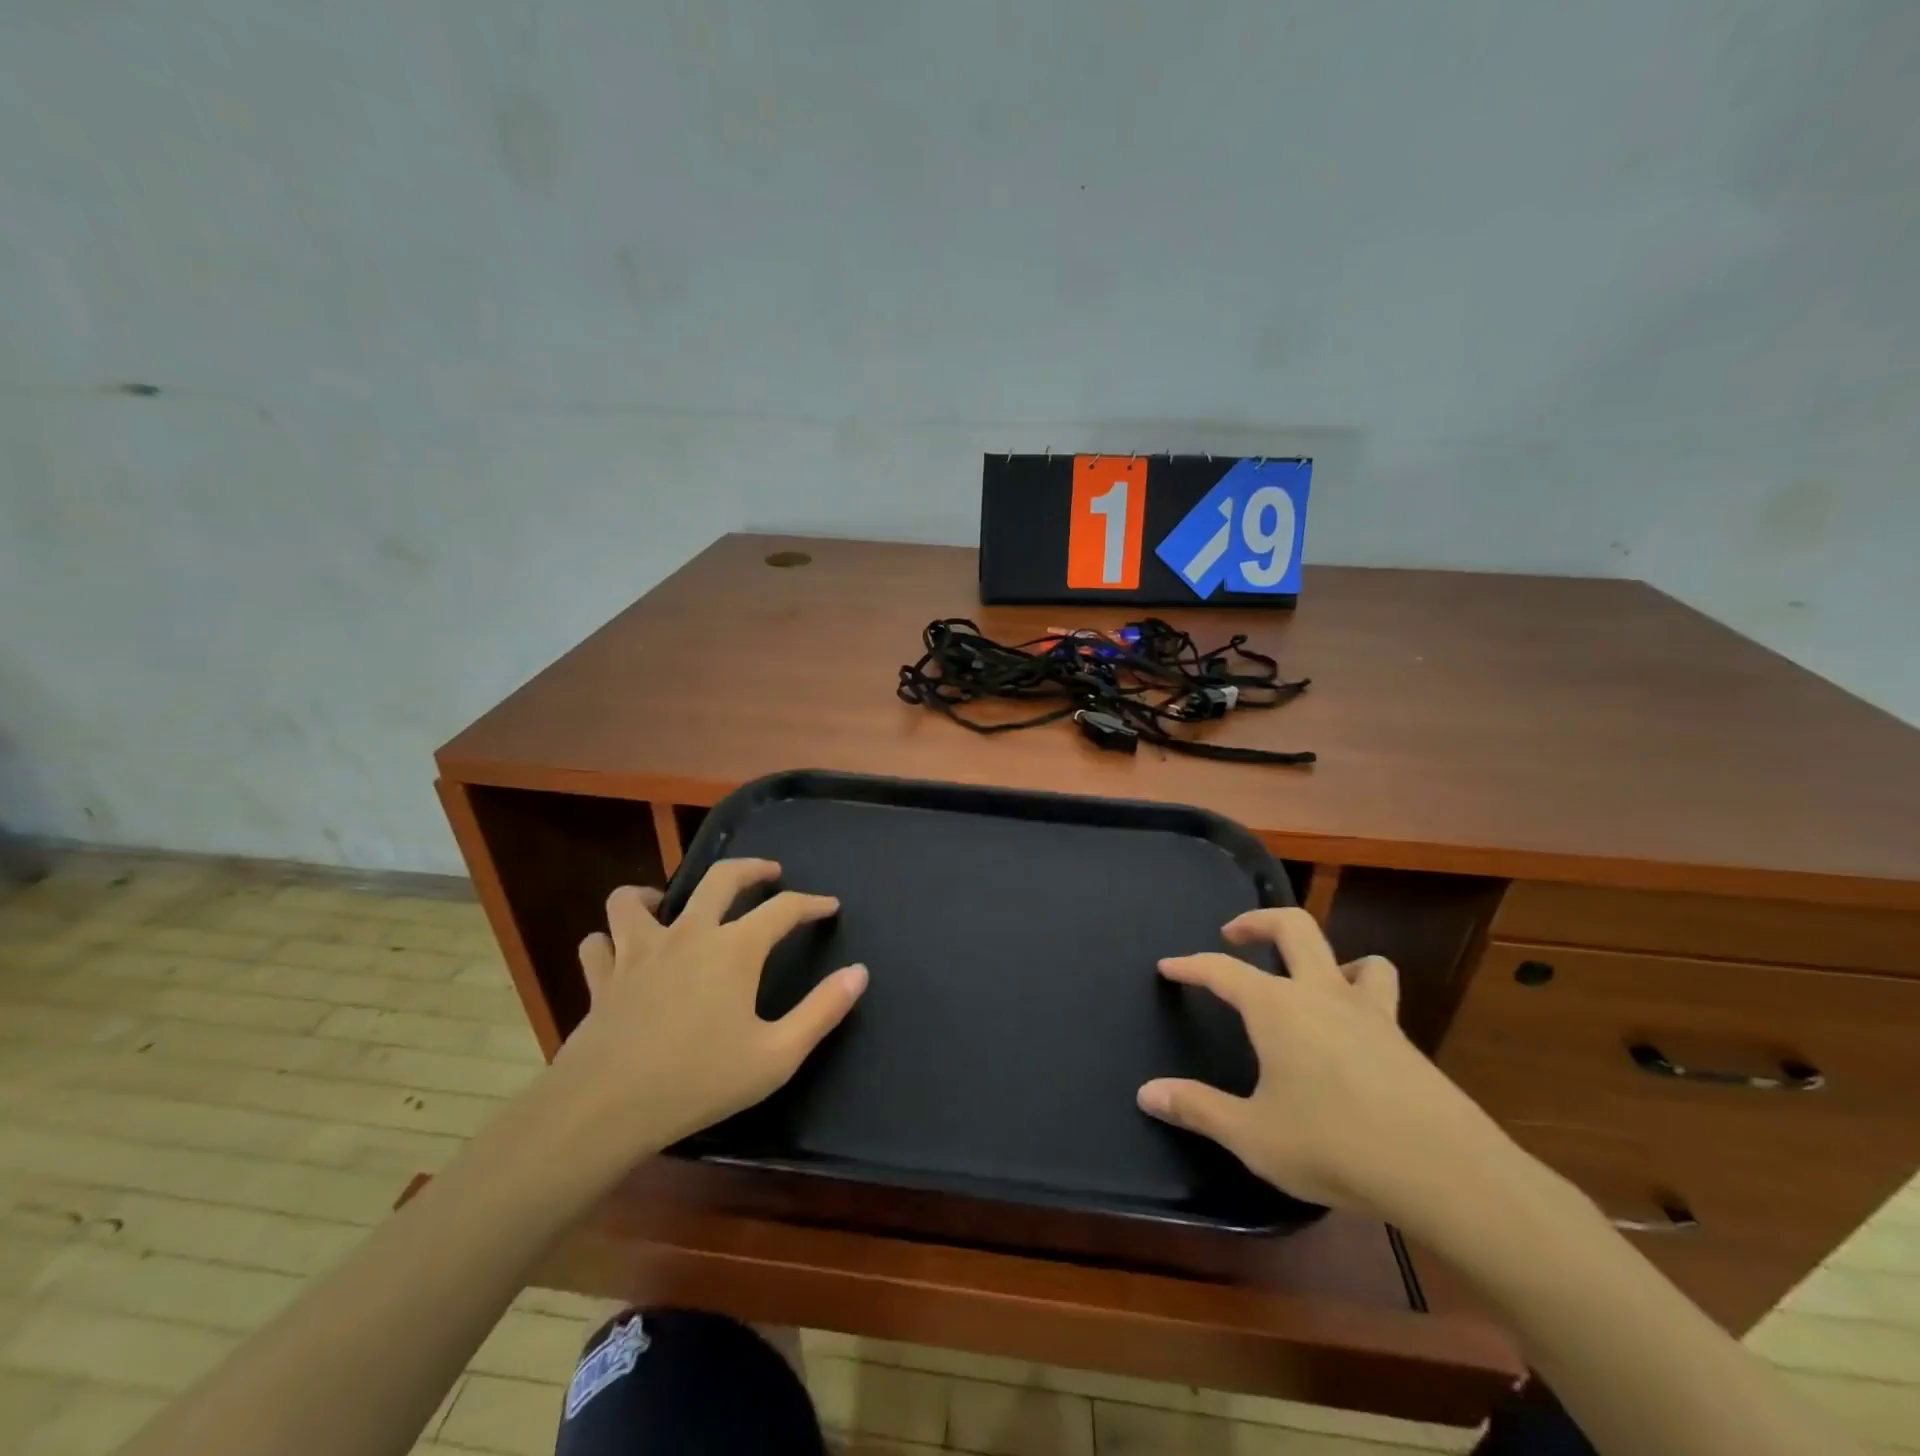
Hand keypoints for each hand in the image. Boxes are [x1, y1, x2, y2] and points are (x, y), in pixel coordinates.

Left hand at [545, 859, 868, 1159]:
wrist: (606, 1108)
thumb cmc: (699, 1080)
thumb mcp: (777, 1055)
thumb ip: (822, 1011)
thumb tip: (860, 972)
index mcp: (734, 949)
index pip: (783, 909)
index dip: (811, 903)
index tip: (829, 906)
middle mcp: (688, 934)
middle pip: (720, 878)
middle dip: (751, 868)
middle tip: (768, 871)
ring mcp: (638, 952)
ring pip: (633, 899)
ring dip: (653, 894)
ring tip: (667, 904)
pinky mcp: (601, 978)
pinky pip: (598, 943)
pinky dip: (608, 942)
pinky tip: (618, 953)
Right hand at [1137, 908, 1512, 1222]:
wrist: (1445, 1172)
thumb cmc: (1334, 1146)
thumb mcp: (1253, 1135)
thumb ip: (1198, 1108)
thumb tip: (1146, 1093)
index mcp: (1277, 1007)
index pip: (1221, 969)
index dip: (1190, 964)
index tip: (1168, 966)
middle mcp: (1322, 994)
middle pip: (1293, 927)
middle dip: (1258, 921)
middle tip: (1234, 933)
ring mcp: (1371, 1013)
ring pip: (1355, 958)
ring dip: (1327, 957)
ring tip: (1310, 978)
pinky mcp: (1405, 1041)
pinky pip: (1382, 998)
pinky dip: (1363, 995)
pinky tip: (1355, 1032)